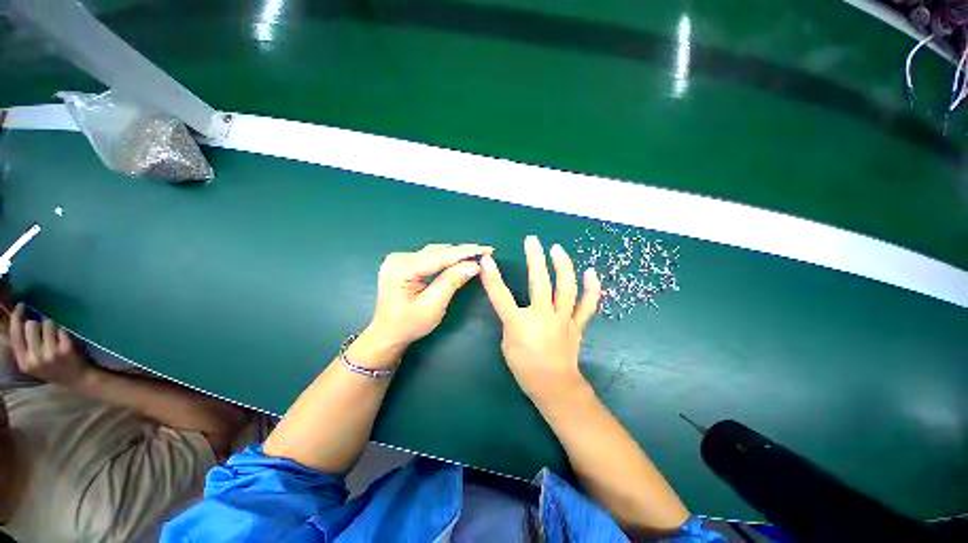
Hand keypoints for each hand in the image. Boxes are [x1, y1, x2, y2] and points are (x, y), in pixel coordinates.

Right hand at [8, 303, 91, 386]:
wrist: (79, 378)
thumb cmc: (54, 368)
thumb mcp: (33, 361)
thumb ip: (24, 346)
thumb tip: (18, 320)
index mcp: (24, 362)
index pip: (14, 334)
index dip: (17, 317)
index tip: (21, 305)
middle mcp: (35, 358)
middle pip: (30, 325)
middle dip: (37, 323)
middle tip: (44, 330)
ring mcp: (51, 353)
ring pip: (46, 323)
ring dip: (51, 326)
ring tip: (55, 338)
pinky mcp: (65, 348)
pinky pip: (61, 329)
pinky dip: (63, 331)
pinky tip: (65, 341)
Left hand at [359, 243, 492, 362]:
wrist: (388, 333)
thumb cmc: (409, 324)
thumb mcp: (433, 306)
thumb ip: (451, 282)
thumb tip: (473, 265)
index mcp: (402, 269)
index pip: (440, 256)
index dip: (465, 252)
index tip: (486, 249)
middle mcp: (398, 259)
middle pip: (437, 252)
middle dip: (462, 252)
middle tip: (485, 252)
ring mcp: (399, 259)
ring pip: (434, 252)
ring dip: (455, 254)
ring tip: (476, 255)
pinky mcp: (403, 262)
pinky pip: (429, 257)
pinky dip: (446, 258)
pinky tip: (459, 259)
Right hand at [480, 235, 601, 401]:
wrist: (554, 387)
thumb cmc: (525, 368)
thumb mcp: (507, 344)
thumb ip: (510, 321)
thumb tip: (515, 306)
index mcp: (520, 324)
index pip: (501, 297)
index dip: (493, 278)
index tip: (487, 260)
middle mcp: (543, 317)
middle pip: (539, 283)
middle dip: (535, 259)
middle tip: (532, 240)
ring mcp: (563, 319)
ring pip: (565, 289)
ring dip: (562, 266)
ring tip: (557, 249)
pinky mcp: (576, 325)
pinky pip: (587, 306)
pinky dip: (591, 289)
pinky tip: (591, 272)